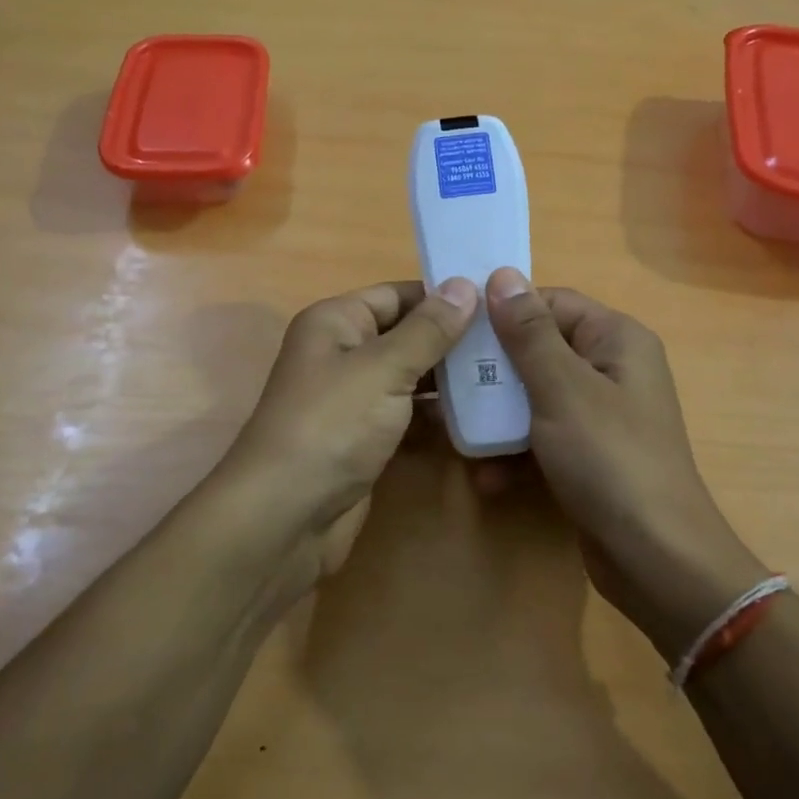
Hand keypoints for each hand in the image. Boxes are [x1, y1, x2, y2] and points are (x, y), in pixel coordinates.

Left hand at [212, 277, 478, 594]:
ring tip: (505, 374)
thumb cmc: (333, 424)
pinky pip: (407, 413)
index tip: (497, 300)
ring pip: (410, 376)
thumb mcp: (384, 368)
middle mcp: (342, 353)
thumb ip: (428, 329)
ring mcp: (353, 398)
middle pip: (406, 334)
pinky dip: (436, 413)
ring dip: (450, 378)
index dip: (443, 295)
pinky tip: (478, 415)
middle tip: (510, 342)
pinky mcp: (364, 436)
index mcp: (336, 322)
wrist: (288, 514)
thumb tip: (465, 284)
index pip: (397, 294)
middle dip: (453, 339)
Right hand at [484, 268, 769, 660]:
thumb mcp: (562, 389)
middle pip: (540, 350)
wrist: (656, 559)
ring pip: (535, 396)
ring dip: (499, 417)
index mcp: (616, 340)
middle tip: (451, 384)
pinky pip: (544, 437)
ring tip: (462, 435)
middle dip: (495, 371)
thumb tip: (503, 275)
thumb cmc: (609, 459)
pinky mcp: (589, 455)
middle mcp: (612, 369)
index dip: (506, 312)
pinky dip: (517, 452)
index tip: (458, 329)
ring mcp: (601, 415)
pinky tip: (488, 477)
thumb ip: (529, 333)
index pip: (552, 303)